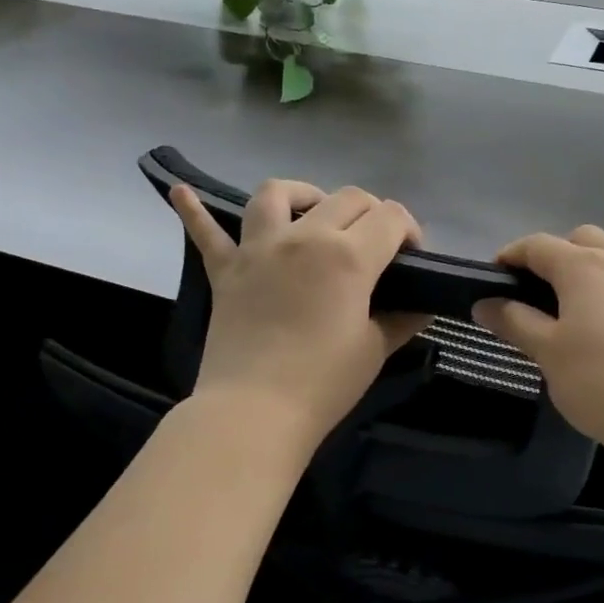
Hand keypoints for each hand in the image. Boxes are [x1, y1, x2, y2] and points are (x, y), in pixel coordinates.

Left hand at [171, 180, 427, 454]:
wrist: (255, 411)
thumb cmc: (324, 382)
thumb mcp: (375, 349)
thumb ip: (403, 319)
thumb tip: (422, 305)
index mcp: (348, 256)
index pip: (391, 217)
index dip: (410, 231)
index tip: (412, 257)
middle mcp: (305, 237)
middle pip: (347, 198)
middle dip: (373, 213)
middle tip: (376, 245)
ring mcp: (259, 248)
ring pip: (278, 194)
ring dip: (302, 194)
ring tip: (312, 212)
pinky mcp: (226, 269)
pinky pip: (206, 232)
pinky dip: (194, 209)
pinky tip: (182, 191)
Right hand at [474, 227, 603, 487]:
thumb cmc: (601, 384)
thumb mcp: (548, 354)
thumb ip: (515, 322)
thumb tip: (485, 302)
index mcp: (585, 268)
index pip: (540, 245)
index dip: (514, 254)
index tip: (498, 272)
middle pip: (589, 238)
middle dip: (564, 252)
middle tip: (548, 287)